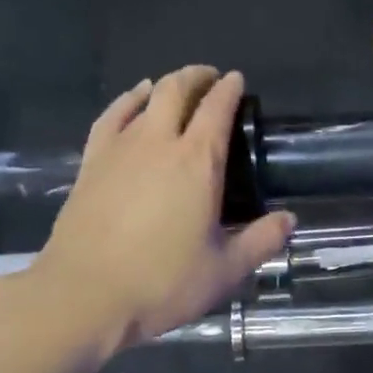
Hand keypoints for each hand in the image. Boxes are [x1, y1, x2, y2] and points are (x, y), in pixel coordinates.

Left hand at [30, 67, 295, 349]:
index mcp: (198, 162)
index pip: (217, 109)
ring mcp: (119, 149)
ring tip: (176, 87)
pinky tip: (133, 102)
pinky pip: (111, 117)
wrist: (84, 296)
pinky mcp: (90, 163)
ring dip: (165, 85)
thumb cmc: (162, 283)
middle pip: (178, 90)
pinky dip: (127, 101)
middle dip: (197, 77)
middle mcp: (158, 143)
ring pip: (144, 98)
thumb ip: (261, 241)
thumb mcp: (225, 270)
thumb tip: (289, 220)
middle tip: (211, 79)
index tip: (238, 81)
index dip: (230, 90)